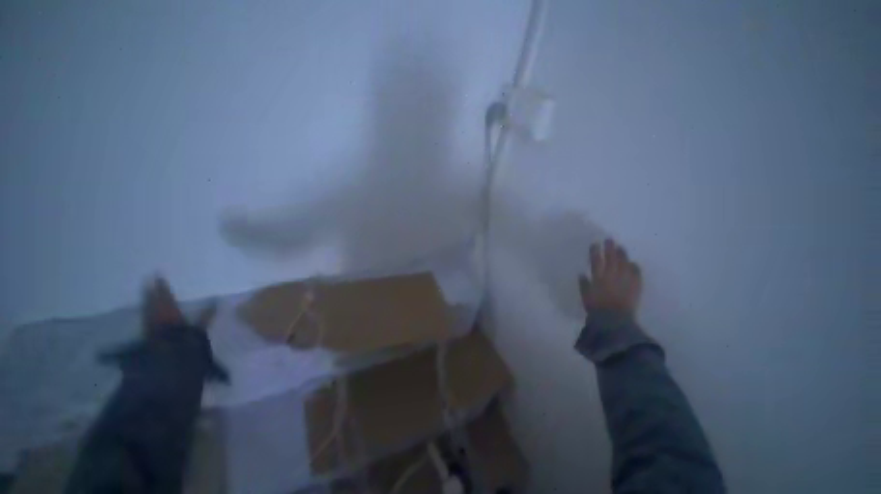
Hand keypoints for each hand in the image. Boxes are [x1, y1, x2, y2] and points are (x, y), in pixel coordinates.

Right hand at [579, 239, 641, 316]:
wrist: (615, 320)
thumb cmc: (596, 308)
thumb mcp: (585, 296)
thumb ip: (584, 284)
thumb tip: (581, 274)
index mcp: (598, 278)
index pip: (596, 261)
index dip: (595, 252)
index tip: (595, 244)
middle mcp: (612, 276)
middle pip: (611, 259)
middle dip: (610, 249)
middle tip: (610, 240)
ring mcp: (625, 281)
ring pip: (624, 264)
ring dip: (622, 255)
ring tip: (621, 248)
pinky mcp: (635, 287)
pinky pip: (636, 274)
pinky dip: (635, 268)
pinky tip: (634, 263)